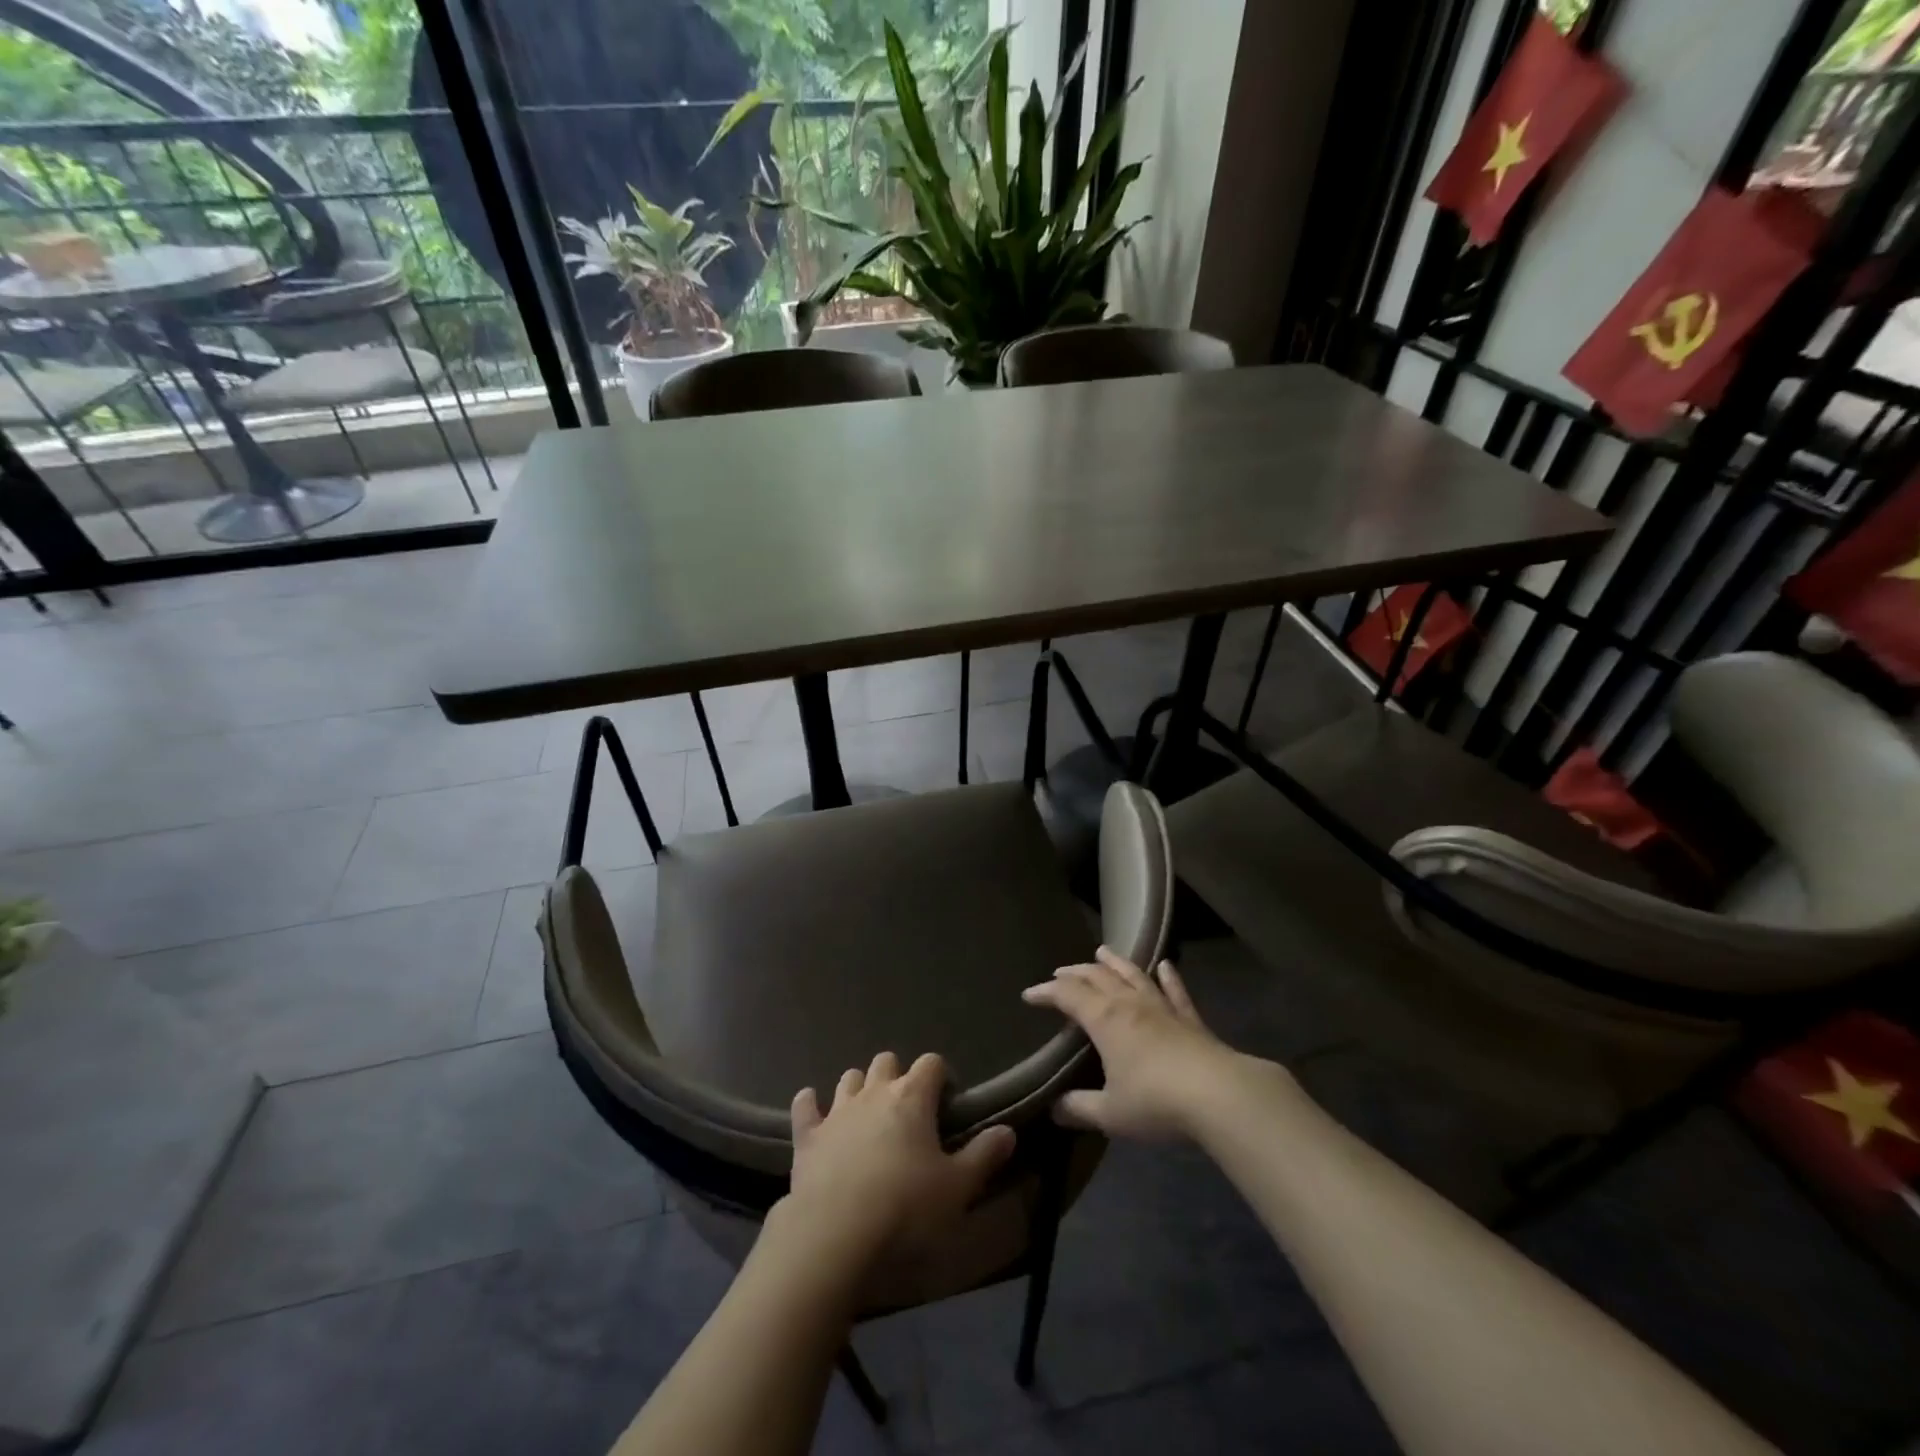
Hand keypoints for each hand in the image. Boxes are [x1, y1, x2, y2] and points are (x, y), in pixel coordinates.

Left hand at [779, 1051, 1015, 1271]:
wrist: (835, 1233)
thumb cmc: (905, 1208)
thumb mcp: (958, 1188)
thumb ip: (984, 1156)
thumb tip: (1007, 1131)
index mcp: (913, 1097)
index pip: (931, 1063)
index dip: (941, 1077)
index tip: (947, 1101)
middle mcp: (875, 1092)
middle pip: (887, 1062)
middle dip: (897, 1076)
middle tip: (907, 1109)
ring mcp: (837, 1111)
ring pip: (849, 1078)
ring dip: (859, 1087)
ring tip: (867, 1112)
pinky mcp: (808, 1136)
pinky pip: (805, 1106)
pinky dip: (810, 1105)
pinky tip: (812, 1109)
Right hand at [1023, 945, 1265, 1139]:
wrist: (1218, 1095)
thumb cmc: (1155, 1101)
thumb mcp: (1110, 1113)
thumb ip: (1079, 1108)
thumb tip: (1055, 1108)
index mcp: (1104, 1019)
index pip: (1067, 995)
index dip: (1046, 992)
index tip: (1029, 995)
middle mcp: (1129, 1003)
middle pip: (1097, 977)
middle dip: (1075, 973)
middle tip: (1060, 973)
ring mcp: (1162, 1007)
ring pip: (1133, 975)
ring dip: (1115, 962)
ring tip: (1102, 952)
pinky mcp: (1190, 1018)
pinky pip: (1175, 991)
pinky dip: (1169, 977)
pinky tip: (1165, 966)